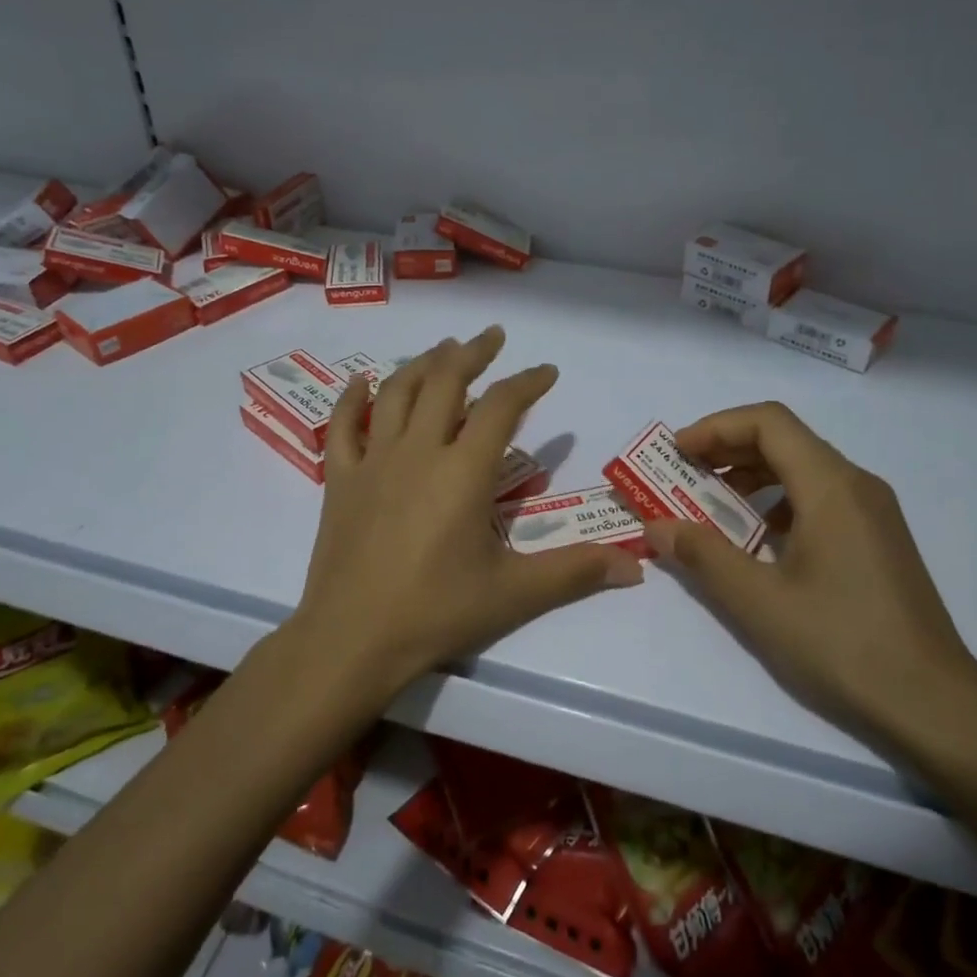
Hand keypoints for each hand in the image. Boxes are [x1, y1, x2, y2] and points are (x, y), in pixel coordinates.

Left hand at [293, 326, 643, 699]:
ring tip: (442, 350)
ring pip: (396, 394)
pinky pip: (342, 427)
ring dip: (421, 364)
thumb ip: (575, 572)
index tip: (547, 371)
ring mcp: (374, 462)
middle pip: (445, 381)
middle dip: (472, 353)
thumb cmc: (436, 613)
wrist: (352, 640)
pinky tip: (360, 382)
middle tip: (492, 336)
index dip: (527, 382)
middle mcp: (418, 451)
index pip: (502, 407)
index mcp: (463, 471)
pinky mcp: (340, 482)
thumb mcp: (514, 593)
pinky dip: (351, 399)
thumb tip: (635, 566)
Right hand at [642, 401, 976, 748]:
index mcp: (832, 487)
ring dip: (751, 476)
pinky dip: (778, 502)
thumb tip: (656, 526)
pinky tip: (756, 539)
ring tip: (710, 505)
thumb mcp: (758, 601)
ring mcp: (873, 512)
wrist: (933, 703)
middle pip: (785, 439)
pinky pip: (820, 498)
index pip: (768, 422)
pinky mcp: (878, 539)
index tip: (676, 453)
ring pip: (803, 468)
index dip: (716, 428)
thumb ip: (702, 555)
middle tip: (681, 475)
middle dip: (727, 449)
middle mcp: (857, 485)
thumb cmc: (842, 644)